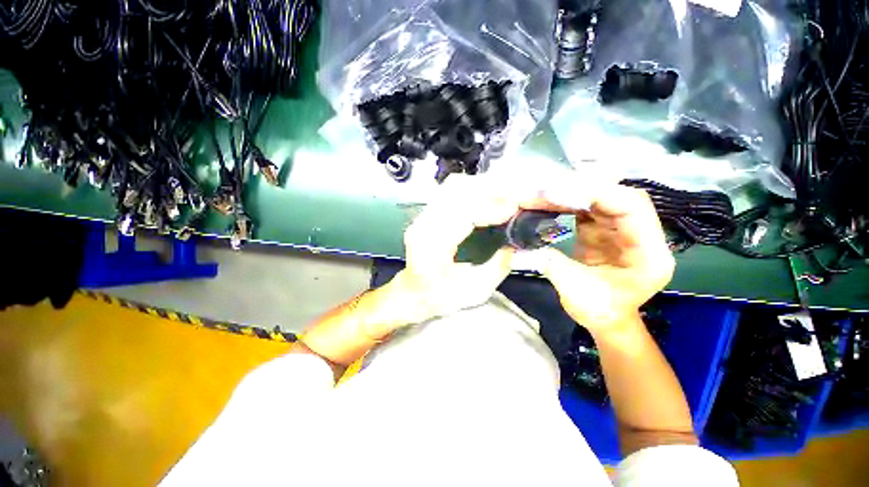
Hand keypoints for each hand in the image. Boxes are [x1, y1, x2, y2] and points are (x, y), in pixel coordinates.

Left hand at [389, 174, 520, 322]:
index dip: (490, 208)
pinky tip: (488, 197)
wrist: (411, 292)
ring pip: (453, 187)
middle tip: (515, 198)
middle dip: (490, 191)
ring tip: (505, 196)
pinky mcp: (427, 213)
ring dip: (483, 187)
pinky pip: (451, 191)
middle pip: (457, 191)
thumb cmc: (438, 297)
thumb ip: (497, 268)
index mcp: (431, 246)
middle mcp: (423, 224)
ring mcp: (423, 215)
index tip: (514, 208)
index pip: (461, 214)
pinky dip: (474, 190)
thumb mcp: (473, 292)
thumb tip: (514, 246)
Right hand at [523, 183, 674, 334]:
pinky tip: (546, 203)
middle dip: (578, 190)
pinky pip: (586, 209)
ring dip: (569, 194)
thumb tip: (519, 245)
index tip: (557, 193)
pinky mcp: (604, 230)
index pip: (631, 206)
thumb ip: (550, 263)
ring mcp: (621, 230)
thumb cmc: (600, 311)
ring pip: (599, 199)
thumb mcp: (574, 290)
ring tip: (539, 195)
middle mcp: (641, 234)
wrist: (606, 320)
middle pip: (614, 196)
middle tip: (542, 191)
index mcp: (649, 252)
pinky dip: (566, 203)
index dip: (596, 193)